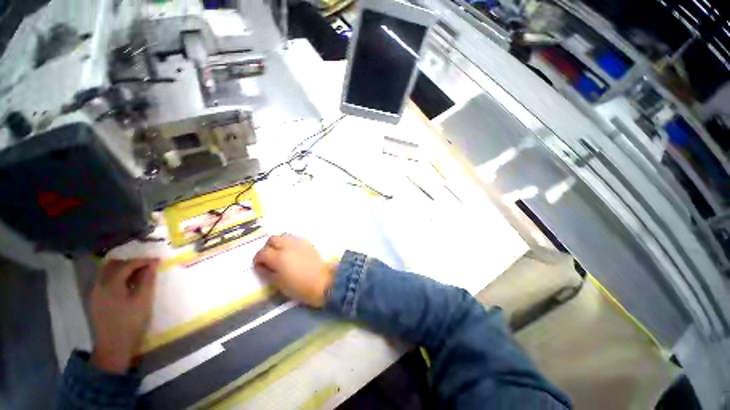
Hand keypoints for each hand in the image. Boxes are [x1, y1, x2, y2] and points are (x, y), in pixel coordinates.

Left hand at [90, 258, 159, 373]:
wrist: (113, 346)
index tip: (158, 260)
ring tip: (139, 273)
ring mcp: (95, 292)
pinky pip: (105, 280)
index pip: (127, 264)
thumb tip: (153, 264)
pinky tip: (127, 284)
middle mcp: (99, 284)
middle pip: (113, 265)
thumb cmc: (131, 322)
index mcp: (111, 284)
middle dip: (131, 262)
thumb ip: (147, 280)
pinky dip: (117, 277)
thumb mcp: (143, 300)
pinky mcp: (96, 300)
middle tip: (147, 265)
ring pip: (107, 272)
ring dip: (123, 269)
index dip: (143, 260)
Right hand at [254, 235, 335, 306]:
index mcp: (279, 257)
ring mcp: (300, 242)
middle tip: (269, 258)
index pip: (262, 252)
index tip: (259, 266)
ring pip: (284, 236)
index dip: (258, 259)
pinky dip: (289, 243)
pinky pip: (294, 238)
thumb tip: (260, 265)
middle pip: (272, 239)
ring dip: (279, 243)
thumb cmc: (300, 287)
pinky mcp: (308, 243)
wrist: (324, 282)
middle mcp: (288, 245)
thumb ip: (266, 272)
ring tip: (281, 255)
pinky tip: (292, 253)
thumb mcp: (279, 284)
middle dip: (268, 248)